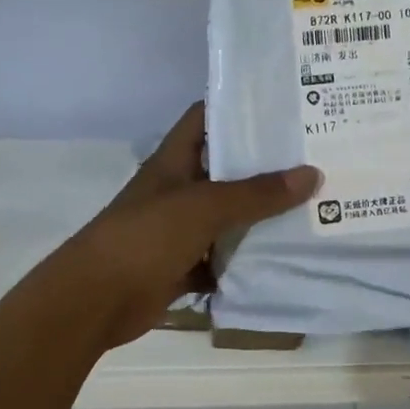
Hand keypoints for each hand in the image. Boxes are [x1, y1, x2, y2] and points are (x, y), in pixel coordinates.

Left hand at [53, 102, 317, 350]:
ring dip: (260, 217)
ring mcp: (179, 231)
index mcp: (174, 162)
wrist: (95, 301)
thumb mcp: (203, 207)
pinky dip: (246, 262)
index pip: (205, 118)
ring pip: (227, 218)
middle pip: (225, 170)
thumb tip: (311, 174)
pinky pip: (222, 260)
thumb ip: (256, 194)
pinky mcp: (183, 267)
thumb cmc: (145, 239)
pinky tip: (283, 258)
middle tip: (315, 159)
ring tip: (312, 206)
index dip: (239, 109)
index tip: (283, 107)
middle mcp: (177, 191)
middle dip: (264, 167)